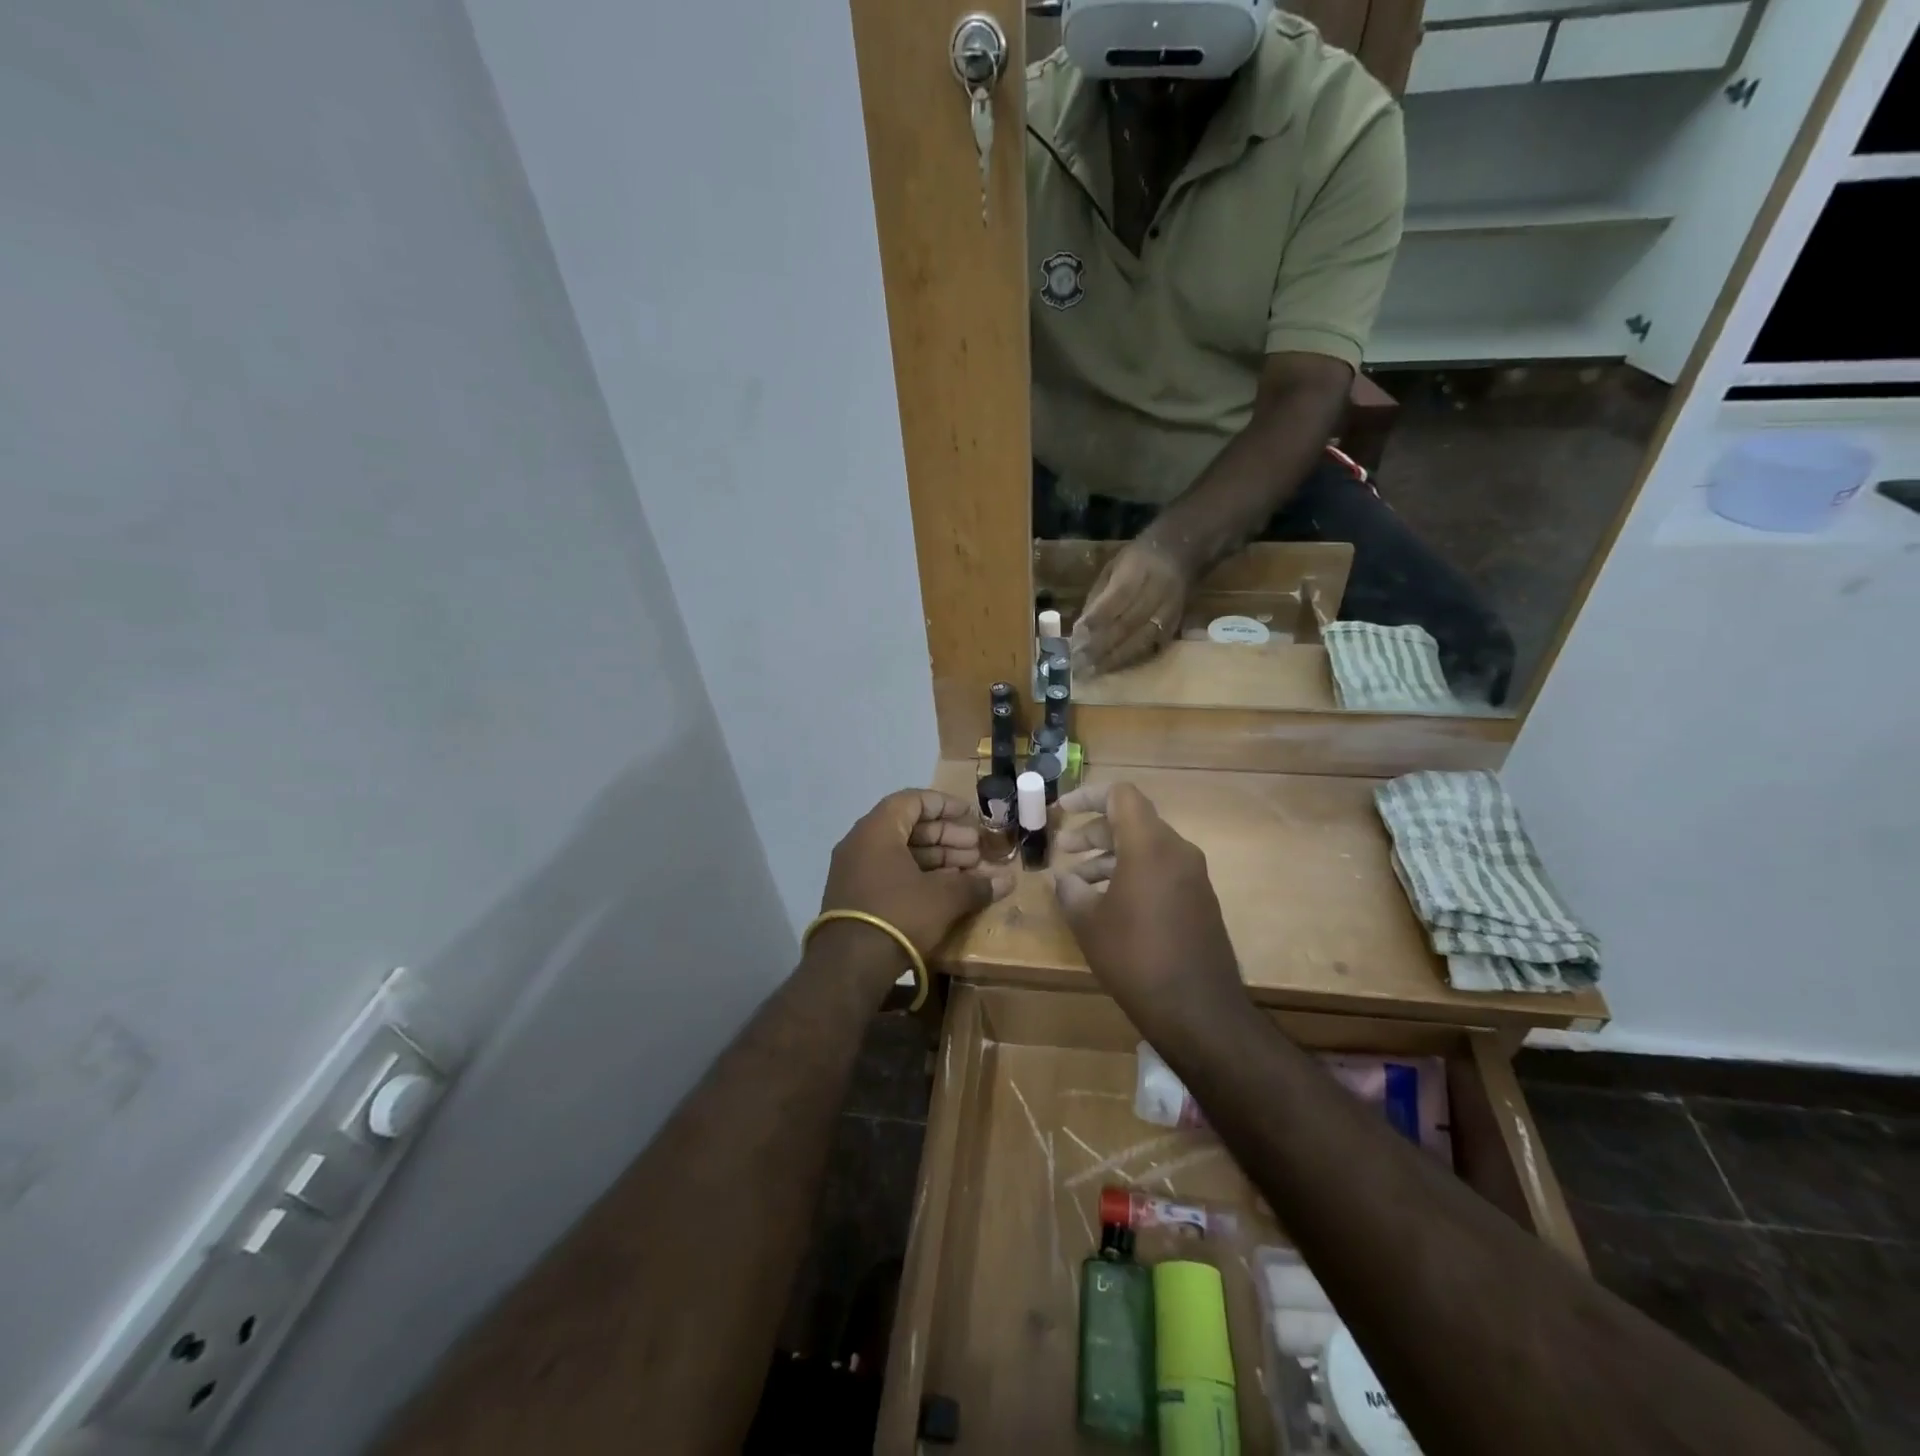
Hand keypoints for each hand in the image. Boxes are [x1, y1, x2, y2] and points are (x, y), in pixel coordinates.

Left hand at [815, 789, 1013, 990]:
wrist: (850, 965)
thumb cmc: (899, 914)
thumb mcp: (944, 898)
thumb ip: (976, 885)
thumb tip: (1008, 880)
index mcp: (878, 830)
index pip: (913, 800)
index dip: (945, 805)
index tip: (971, 815)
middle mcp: (861, 843)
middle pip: (909, 827)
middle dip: (947, 837)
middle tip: (978, 850)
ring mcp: (855, 871)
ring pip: (902, 853)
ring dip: (938, 859)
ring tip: (970, 872)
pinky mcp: (856, 896)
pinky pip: (891, 873)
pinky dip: (919, 876)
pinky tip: (947, 890)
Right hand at [1050, 782, 1247, 1034]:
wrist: (1199, 1010)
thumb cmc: (1136, 958)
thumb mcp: (1089, 923)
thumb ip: (1070, 890)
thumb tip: (1064, 878)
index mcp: (1149, 845)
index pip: (1121, 795)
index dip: (1087, 796)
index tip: (1061, 811)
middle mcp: (1177, 851)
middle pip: (1132, 821)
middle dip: (1094, 831)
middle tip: (1063, 850)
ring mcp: (1193, 876)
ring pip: (1146, 847)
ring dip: (1110, 856)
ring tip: (1078, 881)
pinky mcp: (1200, 900)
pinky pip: (1161, 870)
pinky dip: (1132, 873)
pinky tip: (1108, 903)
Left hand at [1070, 539, 1187, 675]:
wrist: (1179, 554)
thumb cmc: (1137, 560)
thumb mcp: (1112, 568)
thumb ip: (1098, 597)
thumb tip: (1081, 630)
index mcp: (1137, 570)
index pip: (1115, 599)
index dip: (1096, 620)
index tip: (1076, 639)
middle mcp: (1157, 591)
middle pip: (1127, 624)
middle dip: (1101, 646)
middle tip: (1079, 663)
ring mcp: (1169, 610)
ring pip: (1141, 639)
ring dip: (1115, 658)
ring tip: (1093, 671)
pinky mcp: (1175, 625)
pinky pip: (1152, 646)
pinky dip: (1132, 659)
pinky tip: (1114, 668)